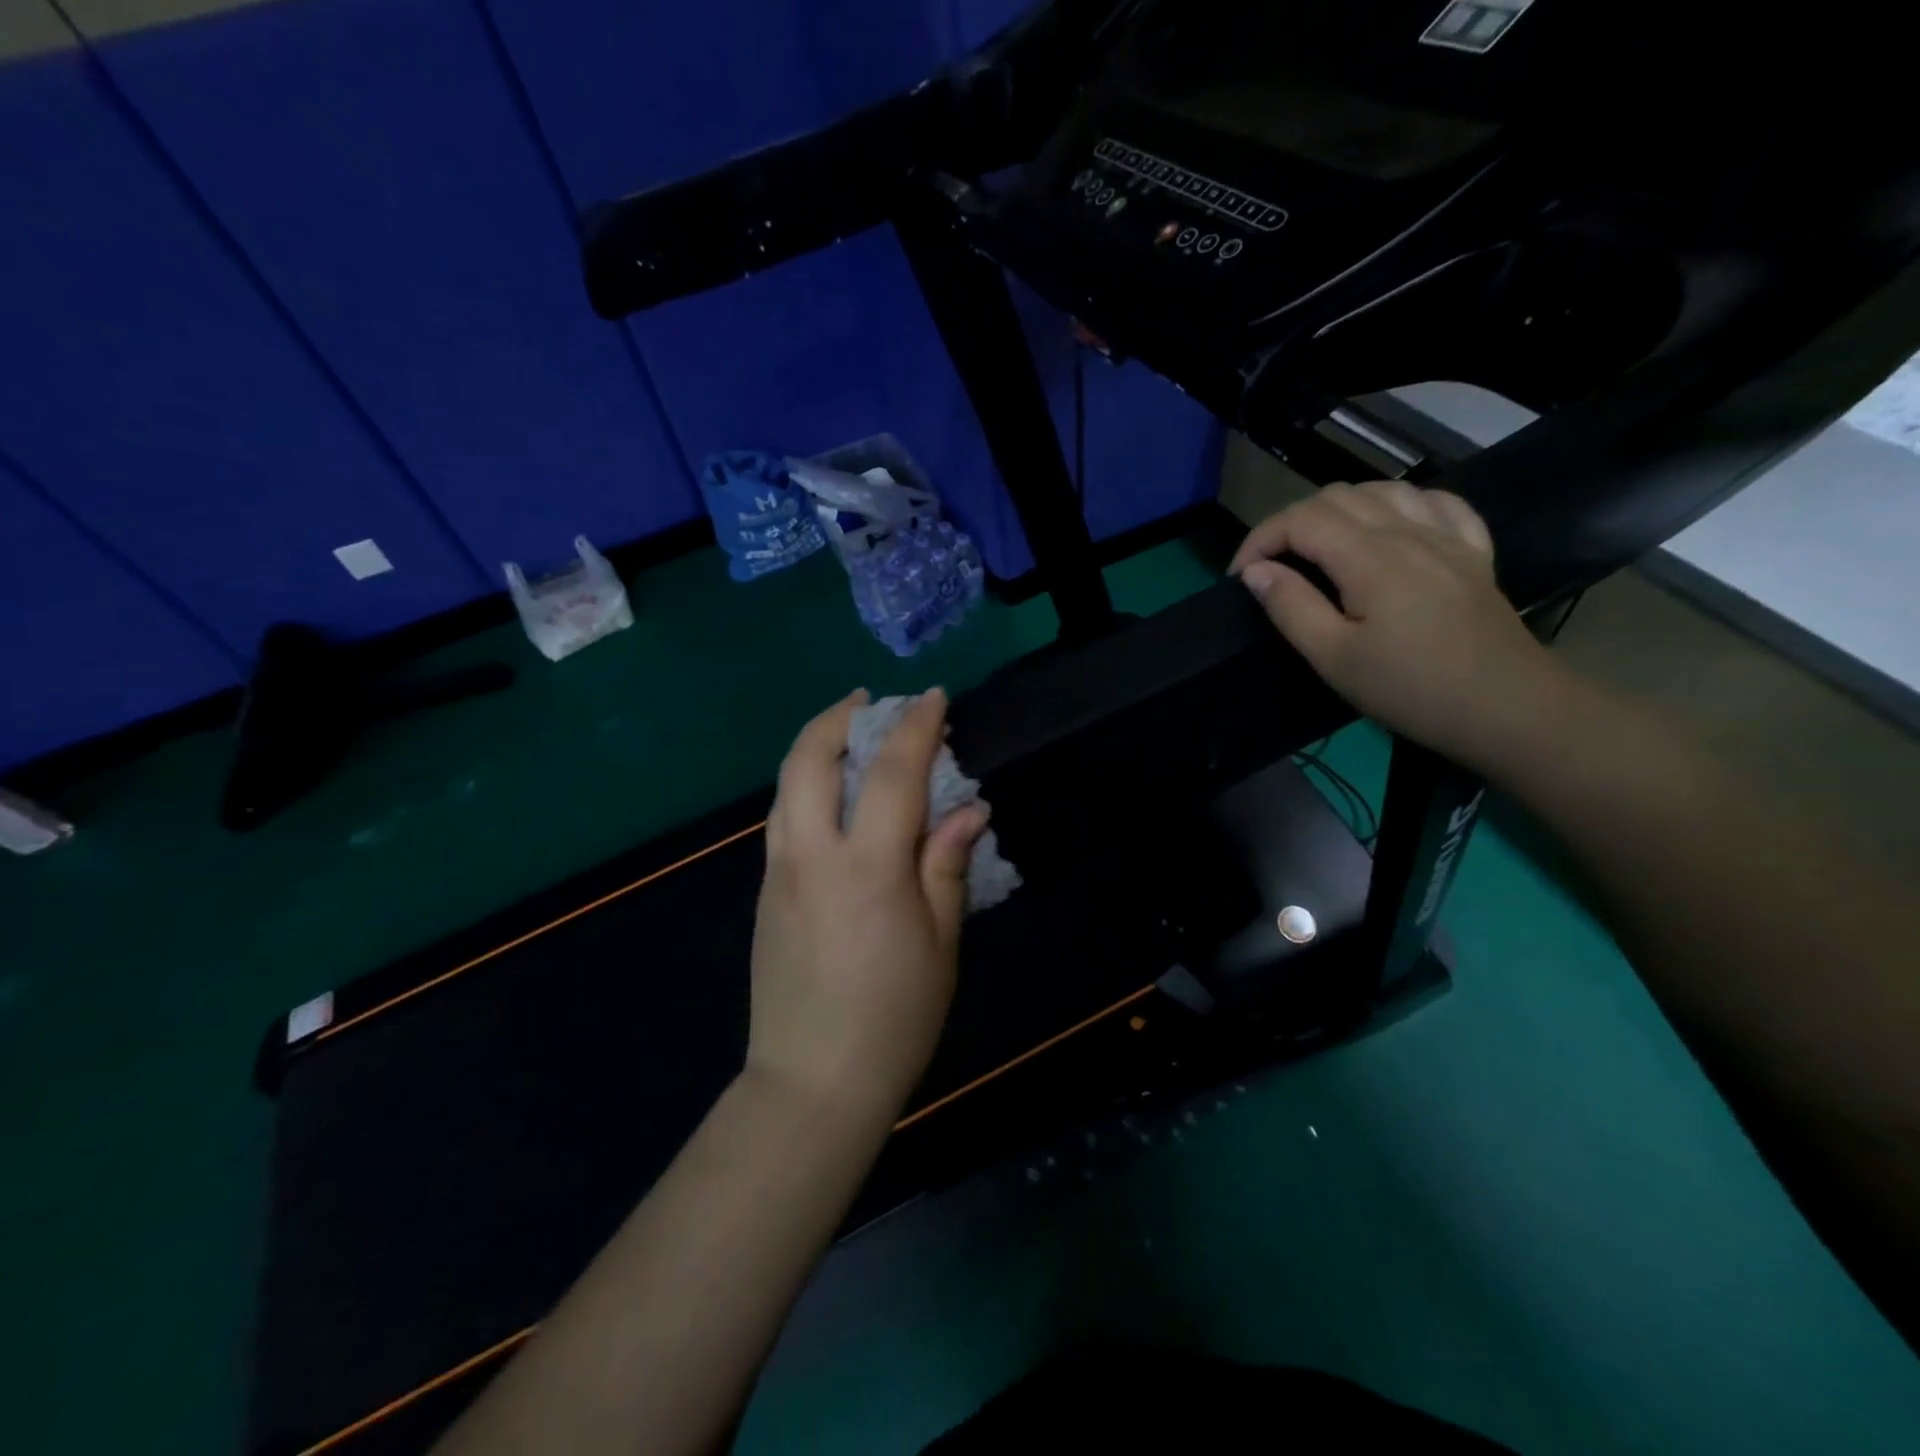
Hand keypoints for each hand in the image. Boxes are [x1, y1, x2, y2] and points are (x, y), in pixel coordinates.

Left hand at [747, 688, 988, 1121]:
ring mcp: (777, 872)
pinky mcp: (764, 891)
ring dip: (814, 745)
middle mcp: (811, 855)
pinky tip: (831, 794)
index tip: (933, 698)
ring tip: (847, 733)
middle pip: (810, 759)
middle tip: (869, 702)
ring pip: (786, 784)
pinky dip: (804, 784)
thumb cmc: (894, 1018)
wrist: (812, 1082)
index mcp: (866, 868)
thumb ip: (947, 865)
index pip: (893, 774)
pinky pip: (782, 816)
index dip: (916, 727)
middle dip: (839, 717)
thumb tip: (968, 809)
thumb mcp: (940, 943)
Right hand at [1231, 481, 1564, 769]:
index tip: (1240, 576)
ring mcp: (1446, 537)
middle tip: (1273, 567)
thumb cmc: (1409, 688)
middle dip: (1291, 523)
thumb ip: (1291, 607)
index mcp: (1369, 557)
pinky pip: (1436, 502)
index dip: (1259, 540)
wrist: (1506, 708)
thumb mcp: (1334, 658)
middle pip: (1337, 497)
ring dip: (1339, 509)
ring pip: (1383, 490)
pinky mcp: (1473, 551)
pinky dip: (1399, 505)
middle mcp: (1407, 531)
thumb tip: (1256, 572)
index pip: (1300, 520)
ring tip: (1320, 546)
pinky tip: (1390, 527)